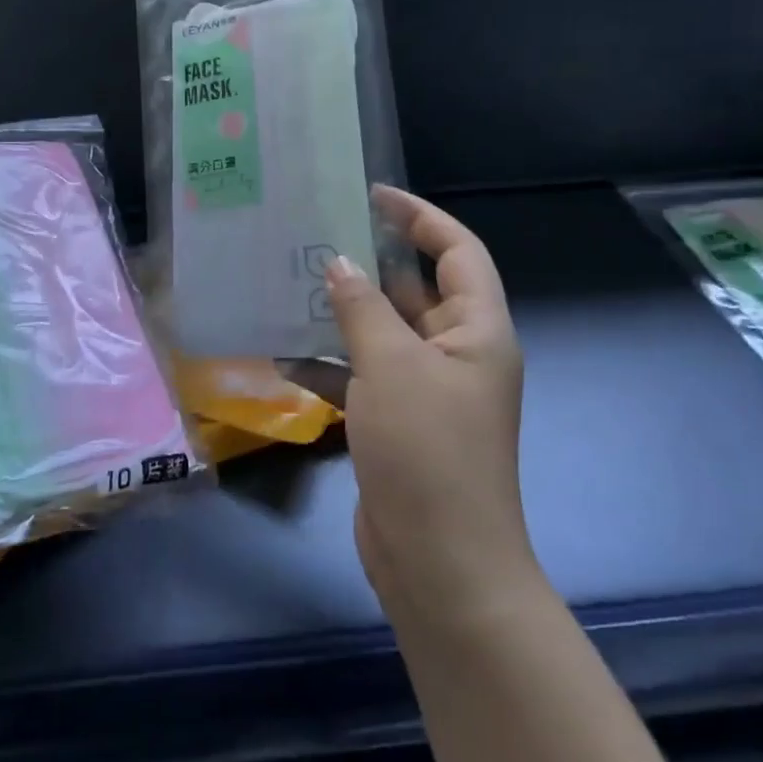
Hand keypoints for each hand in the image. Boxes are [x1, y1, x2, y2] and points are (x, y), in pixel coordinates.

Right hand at [326, 186, 536, 621]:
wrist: (440, 566)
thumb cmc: (428, 452)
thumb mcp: (391, 367)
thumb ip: (362, 308)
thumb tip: (338, 262)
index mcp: (477, 330)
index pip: (458, 252)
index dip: (421, 217)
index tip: (372, 194)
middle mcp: (457, 353)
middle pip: (415, 290)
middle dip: (369, 262)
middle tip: (315, 233)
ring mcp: (426, 391)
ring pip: (382, 332)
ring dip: (342, 312)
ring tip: (289, 282)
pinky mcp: (397, 422)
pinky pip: (363, 375)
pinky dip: (330, 363)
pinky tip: (284, 352)